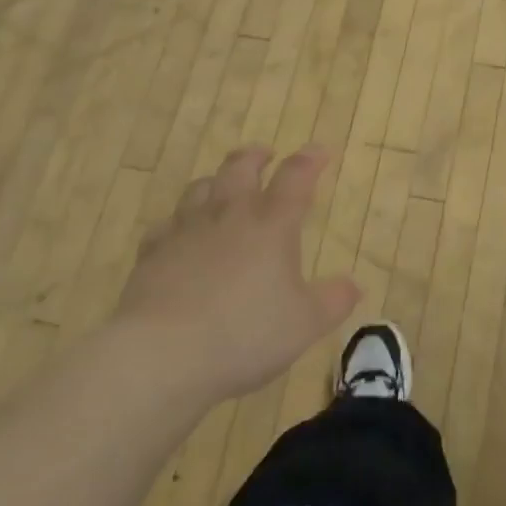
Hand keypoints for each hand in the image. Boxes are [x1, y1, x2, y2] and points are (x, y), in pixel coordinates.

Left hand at [117, 145, 358, 401]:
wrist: (161, 354)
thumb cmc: (245, 334)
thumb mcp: (305, 324)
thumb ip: (333, 301)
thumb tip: (353, 285)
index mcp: (272, 224)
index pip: (295, 177)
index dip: (310, 160)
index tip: (320, 151)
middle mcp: (229, 215)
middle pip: (240, 168)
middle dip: (255, 157)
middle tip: (264, 155)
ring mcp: (186, 231)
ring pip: (201, 188)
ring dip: (217, 181)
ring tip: (223, 186)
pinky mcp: (152, 253)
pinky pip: (166, 224)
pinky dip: (178, 221)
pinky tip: (179, 232)